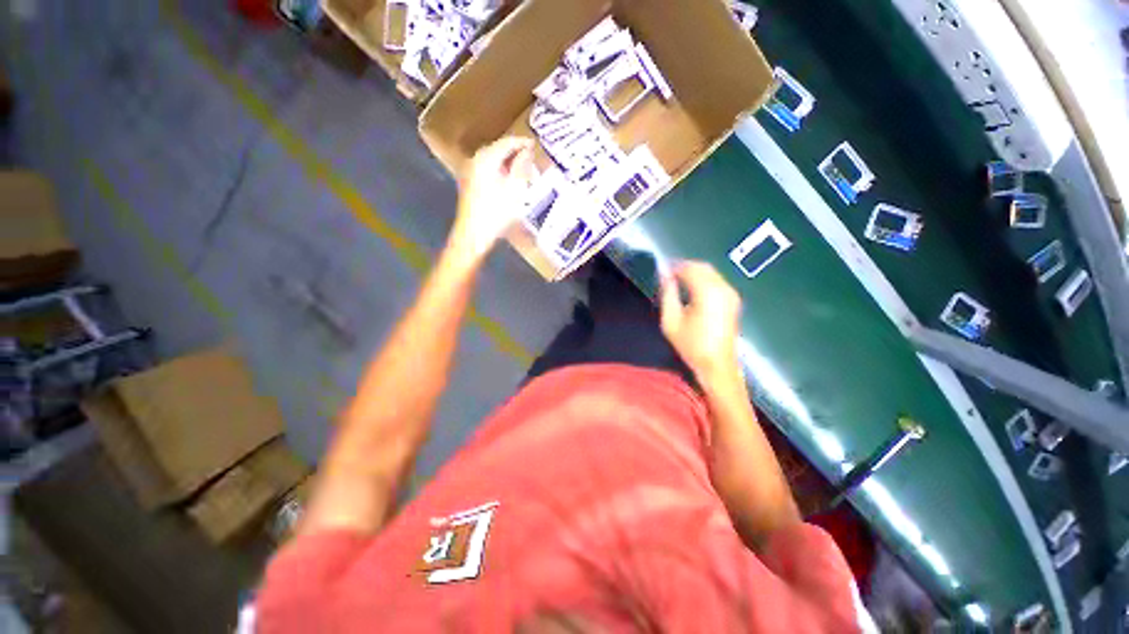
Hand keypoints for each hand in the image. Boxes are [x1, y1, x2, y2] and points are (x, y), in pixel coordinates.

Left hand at [447, 137, 536, 263]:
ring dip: (509, 162)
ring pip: (493, 160)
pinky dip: (501, 170)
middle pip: (498, 149)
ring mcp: (470, 172)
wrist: (473, 235)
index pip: (507, 142)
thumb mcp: (515, 189)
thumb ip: (522, 167)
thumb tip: (527, 151)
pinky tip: (510, 180)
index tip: (536, 145)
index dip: (522, 142)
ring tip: (524, 169)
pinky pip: (488, 169)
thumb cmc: (496, 213)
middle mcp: (475, 160)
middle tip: (532, 158)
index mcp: (486, 159)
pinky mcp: (470, 184)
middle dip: (515, 152)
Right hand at [660, 261, 742, 385]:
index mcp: (708, 292)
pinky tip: (691, 290)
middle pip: (703, 267)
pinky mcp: (733, 301)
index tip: (662, 271)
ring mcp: (731, 294)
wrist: (717, 365)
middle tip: (668, 276)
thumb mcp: (671, 320)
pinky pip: (717, 281)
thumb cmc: (691, 345)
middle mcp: (723, 288)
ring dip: (694, 273)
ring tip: (677, 282)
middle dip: (685, 267)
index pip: (689, 268)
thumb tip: (664, 274)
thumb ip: (667, 293)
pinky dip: (703, 280)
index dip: (674, 267)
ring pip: (711, 273)